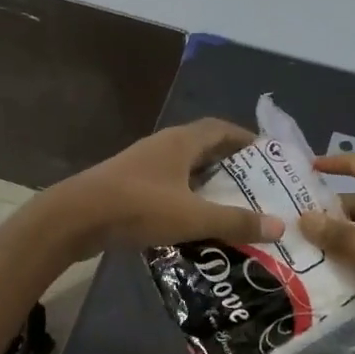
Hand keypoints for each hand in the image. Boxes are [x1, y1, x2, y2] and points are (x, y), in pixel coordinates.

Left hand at [44, 119, 285, 257]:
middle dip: (229, 164)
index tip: (266, 156)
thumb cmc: (138, 207)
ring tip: (230, 205)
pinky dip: (185, 199)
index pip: (220, 128)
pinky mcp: (128, 186)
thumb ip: (235, 221)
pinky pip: (167, 187)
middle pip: (203, 147)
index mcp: (181, 142)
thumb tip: (280, 225)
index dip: (244, 138)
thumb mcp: (193, 216)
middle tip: (255, 186)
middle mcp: (163, 146)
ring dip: (206, 183)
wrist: (74, 218)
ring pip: (184, 169)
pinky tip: (193, 221)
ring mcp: (142, 166)